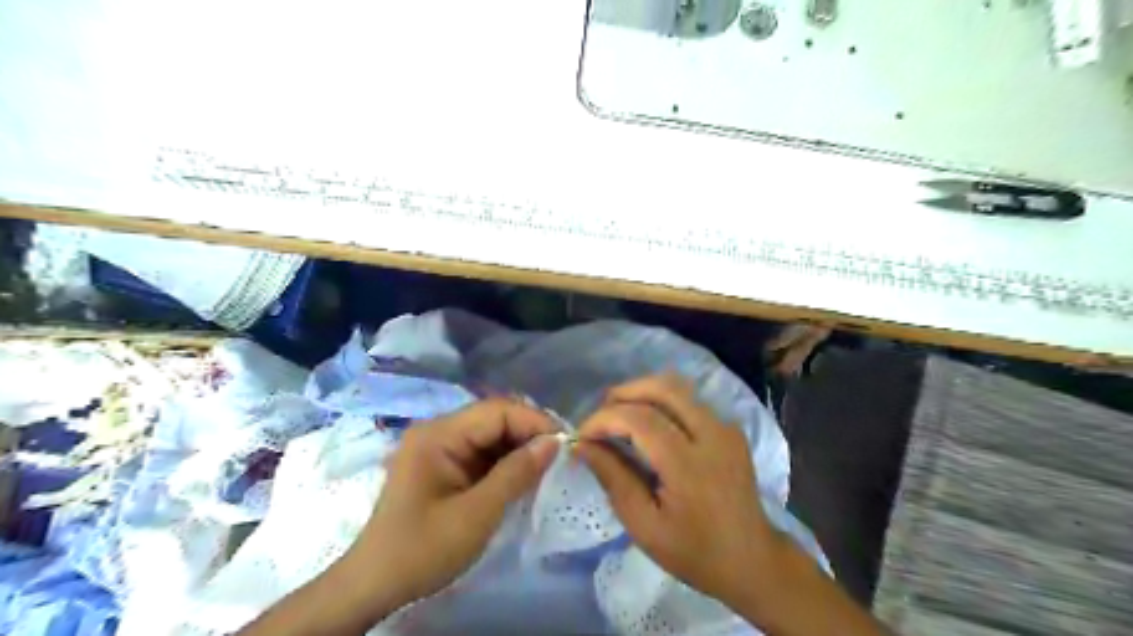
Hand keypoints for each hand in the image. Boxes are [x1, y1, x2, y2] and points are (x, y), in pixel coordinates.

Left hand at [347, 401, 556, 613]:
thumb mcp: (476, 515)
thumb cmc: (422, 550)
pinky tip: (524, 475)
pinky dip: (505, 461)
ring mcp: (439, 447)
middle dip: (529, 433)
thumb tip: (554, 442)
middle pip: (494, 418)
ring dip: (519, 447)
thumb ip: (516, 474)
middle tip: (561, 456)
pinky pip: (482, 452)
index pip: (497, 411)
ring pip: (491, 434)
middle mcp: (438, 430)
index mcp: (438, 435)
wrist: (375, 584)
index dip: (534, 422)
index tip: (566, 444)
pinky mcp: (444, 464)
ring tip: (548, 465)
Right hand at [575, 374, 780, 607]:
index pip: (639, 419)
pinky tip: (650, 425)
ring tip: (620, 414)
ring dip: (643, 393)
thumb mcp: (644, 526)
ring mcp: (726, 428)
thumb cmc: (693, 551)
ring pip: (678, 388)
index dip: (604, 419)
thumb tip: (582, 445)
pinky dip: (663, 402)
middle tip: (600, 413)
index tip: (582, 435)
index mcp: (689, 465)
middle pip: (663, 388)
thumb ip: (613, 478)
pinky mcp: (731, 429)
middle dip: (624, 392)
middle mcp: (712, 434)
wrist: (752, 560)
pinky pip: (691, 401)